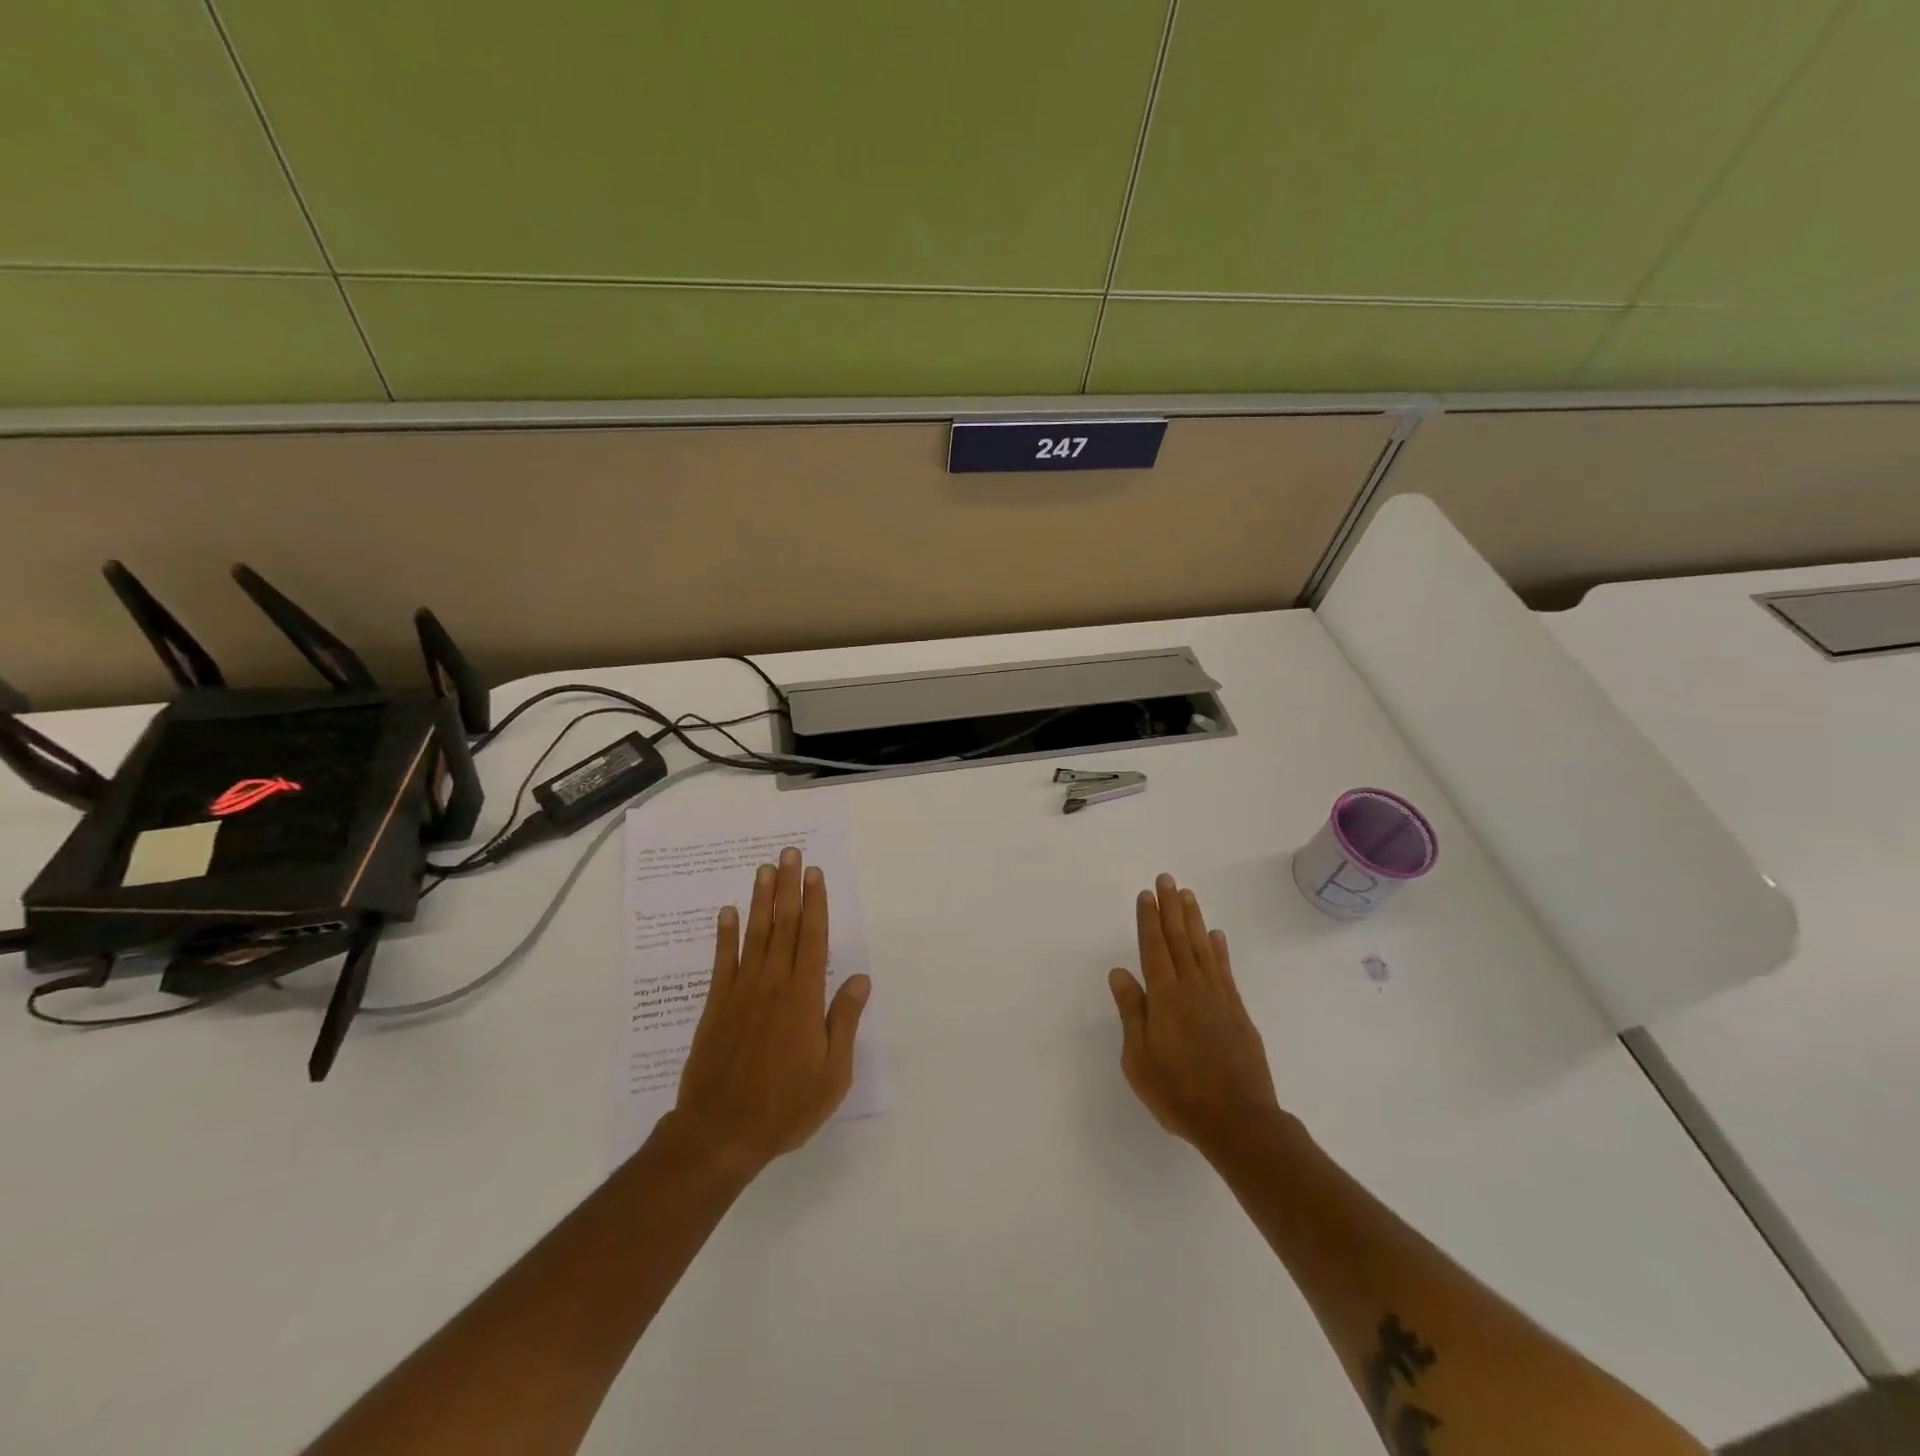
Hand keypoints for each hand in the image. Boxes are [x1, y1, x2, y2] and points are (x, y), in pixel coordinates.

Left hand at [670, 847, 870, 1177]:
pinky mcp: (716, 1006)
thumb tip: (860, 979)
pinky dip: (725, 935)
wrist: (720, 1133)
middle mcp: (772, 984)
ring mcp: (740, 992)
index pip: (813, 938)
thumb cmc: (785, 1106)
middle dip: (789, 887)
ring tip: (765, 869)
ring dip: (760, 900)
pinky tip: (727, 912)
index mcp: (804, 997)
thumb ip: (844, 1021)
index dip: (815, 903)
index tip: (815, 874)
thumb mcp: (832, 1073)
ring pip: (754, 935)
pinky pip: (722, 962)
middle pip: (783, 926)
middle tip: (790, 854)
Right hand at [1108, 873, 1282, 1157]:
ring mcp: (1218, 998)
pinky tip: (1215, 936)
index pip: (1153, 948)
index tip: (1146, 894)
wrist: (1238, 1120)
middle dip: (1170, 908)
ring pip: (1203, 948)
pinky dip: (1219, 950)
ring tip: (1187, 896)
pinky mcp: (1237, 1012)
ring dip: (1193, 920)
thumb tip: (1119, 972)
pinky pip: (1225, 970)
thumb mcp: (1139, 1059)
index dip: (1148, 920)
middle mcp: (1192, 988)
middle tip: (1166, 879)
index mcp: (1165, 997)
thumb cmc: (1178, 1092)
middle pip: (1178, 939)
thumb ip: (1132, 1012)